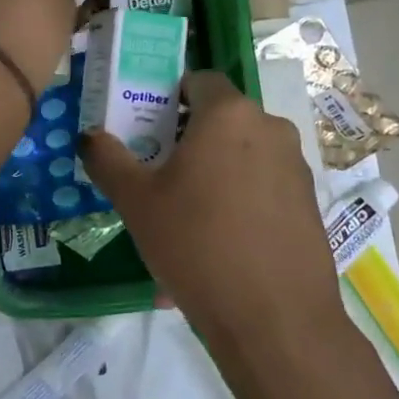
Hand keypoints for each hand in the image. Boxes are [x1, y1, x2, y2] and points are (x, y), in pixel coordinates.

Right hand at [82, 72, 345, 359]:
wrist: (274, 319)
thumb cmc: (196, 244)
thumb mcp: (136, 202)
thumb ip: (107, 159)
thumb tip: (89, 136)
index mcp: (229, 115)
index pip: (199, 80)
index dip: (169, 97)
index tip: (147, 129)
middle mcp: (270, 129)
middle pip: (221, 121)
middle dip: (187, 142)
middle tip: (157, 178)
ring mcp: (296, 168)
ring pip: (241, 159)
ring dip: (212, 178)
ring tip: (183, 224)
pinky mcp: (309, 205)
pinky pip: (263, 191)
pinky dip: (238, 206)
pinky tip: (216, 251)